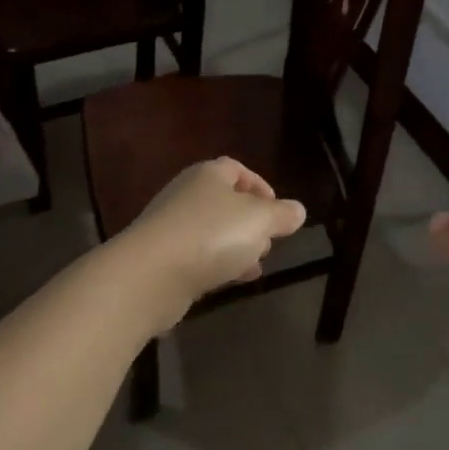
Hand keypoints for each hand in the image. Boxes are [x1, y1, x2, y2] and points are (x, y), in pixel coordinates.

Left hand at [116, 158, 306, 331]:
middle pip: (224, 201)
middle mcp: (186, 193)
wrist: (150, 276)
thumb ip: (282, 215)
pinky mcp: (160, 258)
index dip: (260, 186)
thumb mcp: (260, 221)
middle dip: (249, 221)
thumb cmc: (211, 235)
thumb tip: (298, 210)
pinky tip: (231, 280)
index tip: (276, 210)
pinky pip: (196, 255)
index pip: (236, 169)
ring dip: (234, 245)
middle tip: (268, 240)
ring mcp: (169, 226)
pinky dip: (216, 264)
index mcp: (208, 174)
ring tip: (255, 264)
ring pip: (211, 231)